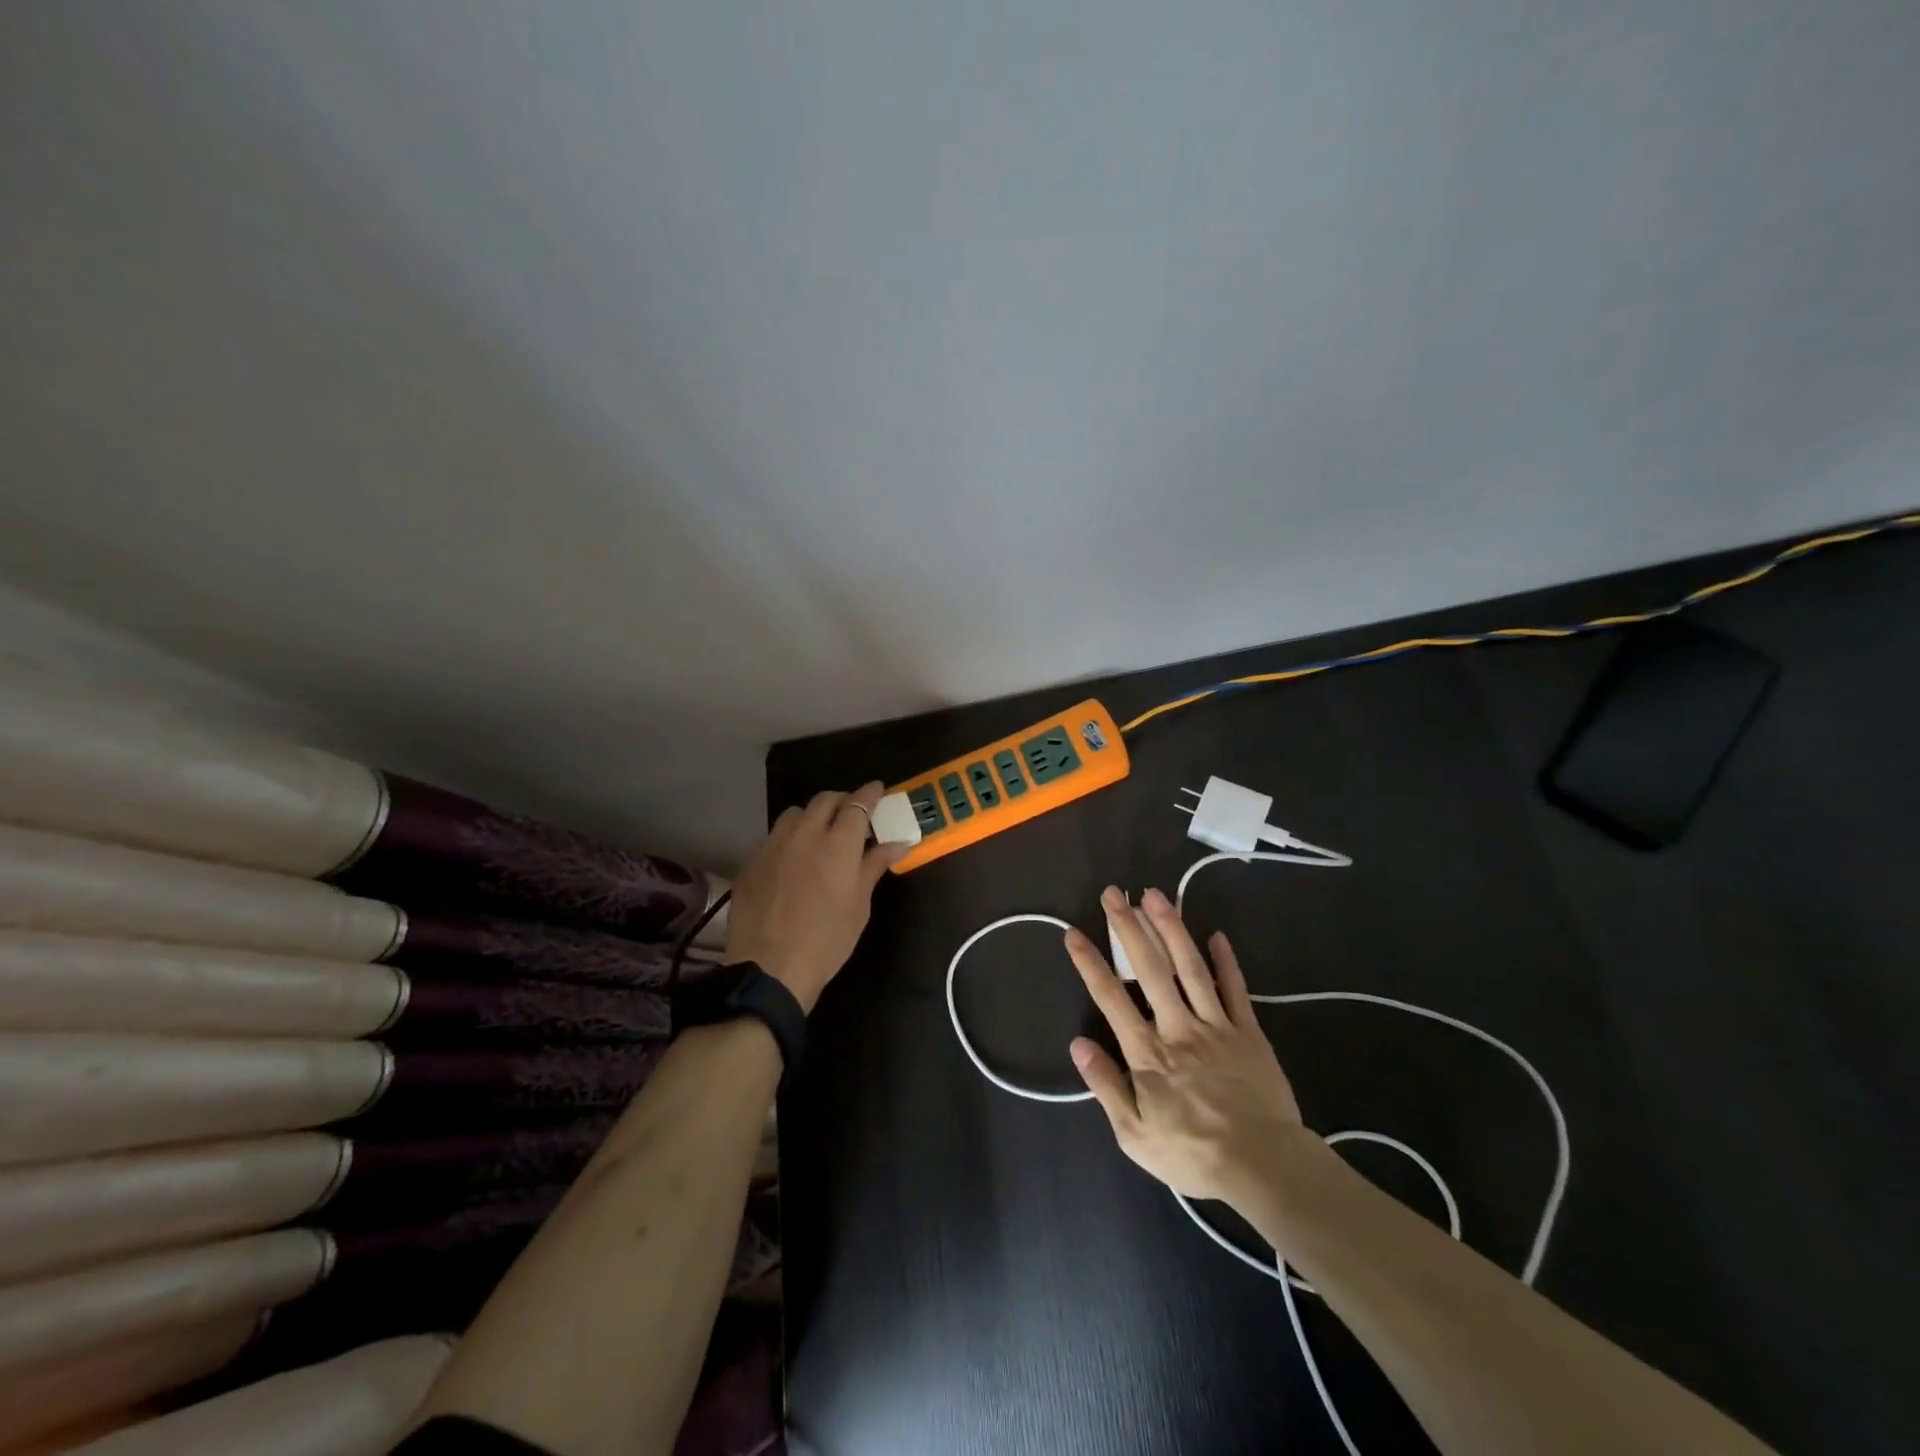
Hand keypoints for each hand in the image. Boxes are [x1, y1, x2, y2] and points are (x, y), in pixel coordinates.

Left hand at [724, 782, 906, 1012]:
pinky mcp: (751, 860)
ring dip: (813, 815)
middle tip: (852, 813)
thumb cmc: (826, 942)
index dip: (870, 793)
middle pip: (825, 800)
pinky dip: (789, 837)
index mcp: (838, 845)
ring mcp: (773, 845)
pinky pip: (773, 835)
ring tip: (820, 832)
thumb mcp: (859, 907)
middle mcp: (805, 834)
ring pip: (795, 813)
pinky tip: (792, 857)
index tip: (878, 790)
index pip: (857, 804)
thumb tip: (897, 843)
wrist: (769, 969)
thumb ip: (874, 867)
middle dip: (842, 800)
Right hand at [1065, 885, 1313, 1204]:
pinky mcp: (1248, 1032)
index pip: (1111, 998)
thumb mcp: (1135, 1135)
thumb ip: (1106, 1086)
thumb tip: (1078, 1044)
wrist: (1264, 1166)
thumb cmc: (1193, 1153)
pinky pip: (1235, 990)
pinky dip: (1226, 961)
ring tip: (1156, 895)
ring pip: (1190, 968)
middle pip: (1150, 969)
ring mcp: (1216, 1026)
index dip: (1090, 963)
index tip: (1074, 933)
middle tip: (1114, 893)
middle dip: (1129, 928)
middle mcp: (1178, 1028)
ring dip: (1172, 928)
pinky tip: (1216, 934)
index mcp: (1148, 1053)